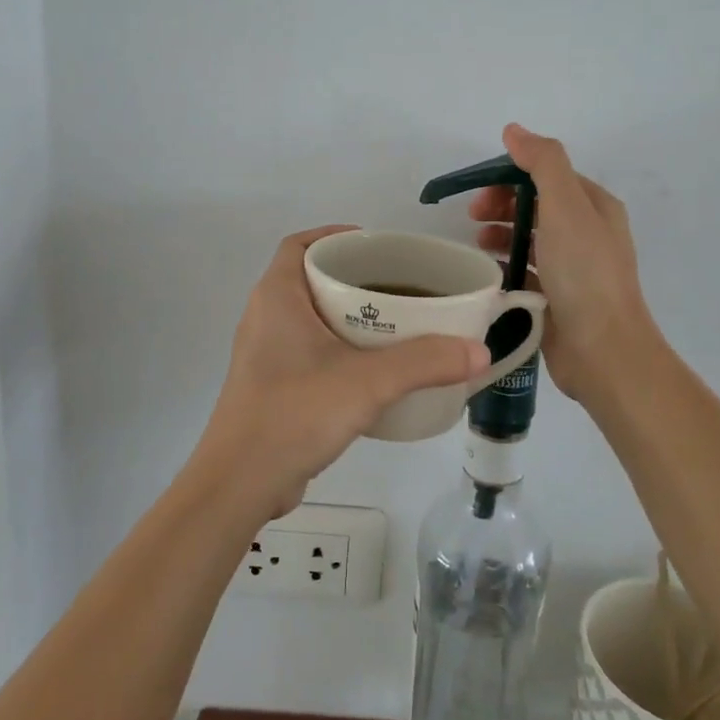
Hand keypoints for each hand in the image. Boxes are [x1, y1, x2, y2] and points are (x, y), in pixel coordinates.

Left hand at [193, 227, 490, 517]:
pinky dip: (339, 349)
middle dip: (353, 277)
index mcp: (276, 296)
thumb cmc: (295, 413)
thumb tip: (479, 350)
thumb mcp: (368, 382)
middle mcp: (265, 317)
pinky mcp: (271, 387)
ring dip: (347, 316)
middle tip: (399, 286)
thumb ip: (425, 362)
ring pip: (311, 318)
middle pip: (310, 279)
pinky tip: (373, 370)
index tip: (376, 246)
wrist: (240, 484)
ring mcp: (265, 355)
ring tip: (395, 324)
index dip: (335, 235)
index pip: (300, 244)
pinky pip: (309, 351)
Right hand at [470, 124, 662, 402]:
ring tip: (477, 244)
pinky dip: (507, 266)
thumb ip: (542, 163)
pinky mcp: (558, 298)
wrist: (603, 350)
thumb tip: (514, 131)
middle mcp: (587, 233)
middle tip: (472, 217)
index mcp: (595, 206)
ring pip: (531, 239)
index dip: (511, 176)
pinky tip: (489, 273)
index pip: (548, 176)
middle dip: (503, 205)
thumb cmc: (584, 273)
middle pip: (537, 205)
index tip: (480, 191)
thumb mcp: (566, 206)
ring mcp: (574, 269)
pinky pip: (528, 272)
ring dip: (502, 234)